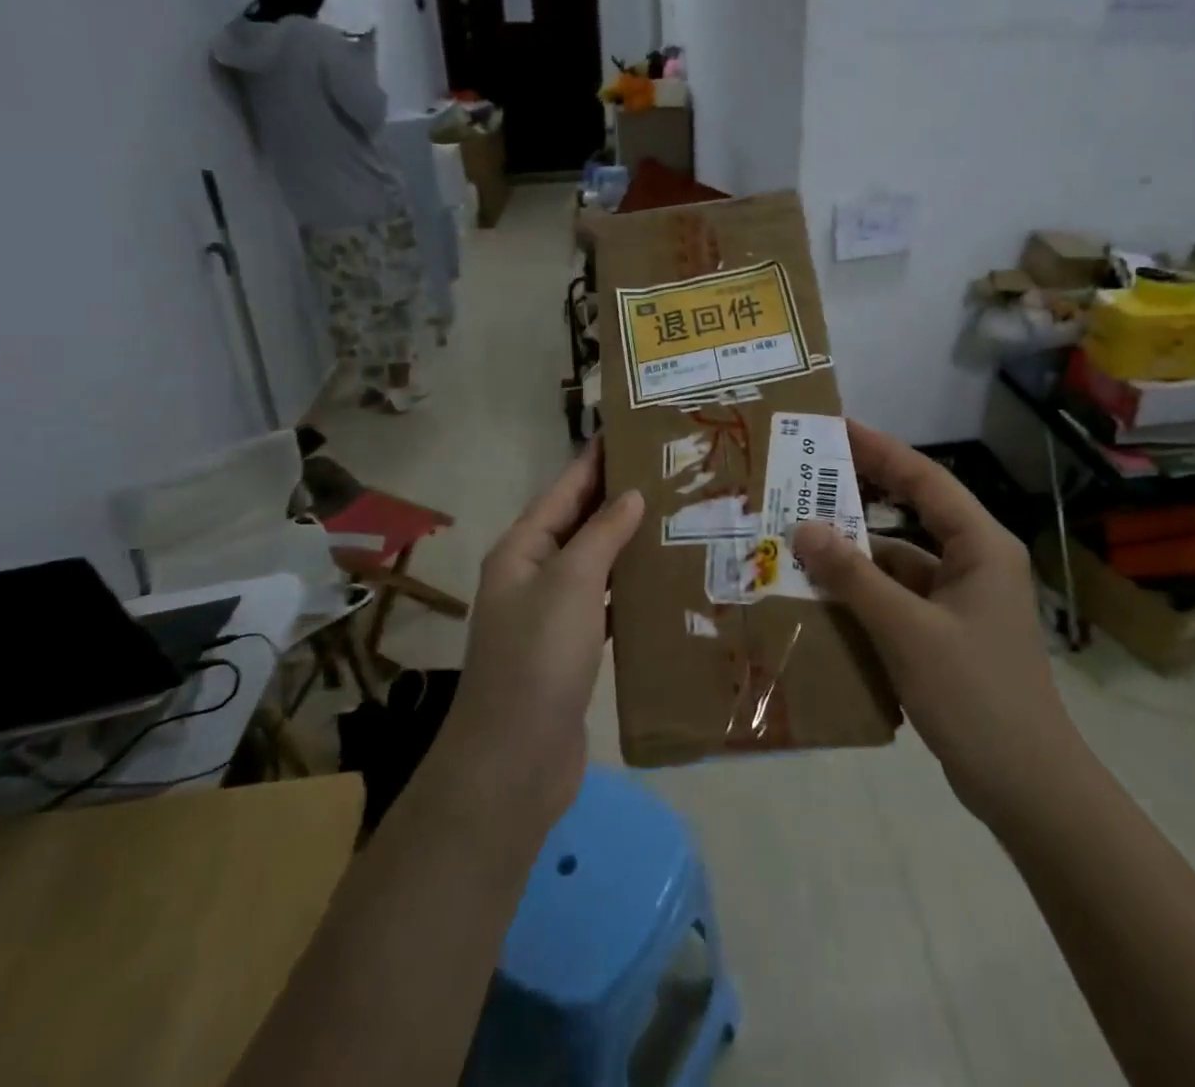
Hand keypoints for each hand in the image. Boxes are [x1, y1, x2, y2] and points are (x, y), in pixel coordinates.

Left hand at [441, 443, 643, 825]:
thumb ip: (601, 534)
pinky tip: (667, 580)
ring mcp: (553, 613)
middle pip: (582, 523)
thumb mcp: (570, 584)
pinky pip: (607, 603)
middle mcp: (534, 574)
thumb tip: (631, 494)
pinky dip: (632, 589)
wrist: (514, 763)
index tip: (635, 431)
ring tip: (679, 517)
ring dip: (630, 542)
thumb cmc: (538, 659)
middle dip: (621, 498)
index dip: (596, 459)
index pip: (565, 489)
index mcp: (522, 549)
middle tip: (672, 473)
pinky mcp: (574, 648)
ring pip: (598, 563)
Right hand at [792, 422, 1076, 825]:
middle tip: (808, 476)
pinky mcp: (948, 632)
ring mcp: (962, 599)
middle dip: (861, 495)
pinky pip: (899, 596)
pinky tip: (824, 595)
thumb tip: (805, 527)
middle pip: (912, 512)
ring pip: (901, 559)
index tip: (836, 427)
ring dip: (856, 552)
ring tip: (801, 537)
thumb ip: (854, 576)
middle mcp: (974, 562)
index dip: (880, 449)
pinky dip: (864, 592)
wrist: (1026, 787)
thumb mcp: (906, 631)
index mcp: (980, 546)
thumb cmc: (974, 695)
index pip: (925, 480)